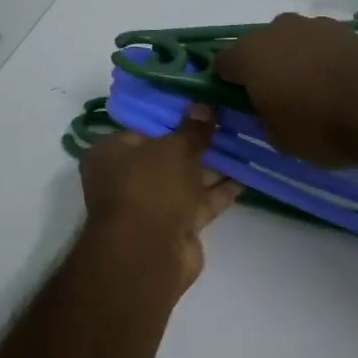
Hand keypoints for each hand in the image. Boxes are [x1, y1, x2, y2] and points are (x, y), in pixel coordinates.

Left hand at [79, 107, 242, 287]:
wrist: (150, 252)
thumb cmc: (151, 187)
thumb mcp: (175, 148)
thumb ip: (194, 129)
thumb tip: (205, 106)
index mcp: (111, 153)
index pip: (143, 128)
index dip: (172, 117)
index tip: (201, 106)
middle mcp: (127, 178)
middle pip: (167, 154)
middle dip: (197, 143)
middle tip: (229, 122)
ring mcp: (152, 205)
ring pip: (187, 179)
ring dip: (214, 166)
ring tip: (245, 144)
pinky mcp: (175, 227)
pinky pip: (200, 202)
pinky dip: (220, 191)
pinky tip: (247, 175)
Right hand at [214, 14, 357, 166]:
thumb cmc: (318, 126)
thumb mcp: (278, 138)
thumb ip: (262, 118)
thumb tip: (266, 108)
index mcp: (249, 54)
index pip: (223, 64)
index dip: (227, 84)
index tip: (240, 104)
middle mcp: (277, 30)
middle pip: (260, 48)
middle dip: (264, 69)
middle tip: (278, 99)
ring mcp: (315, 25)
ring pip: (294, 44)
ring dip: (297, 63)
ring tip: (315, 94)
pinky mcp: (347, 30)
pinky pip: (323, 47)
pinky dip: (325, 62)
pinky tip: (339, 86)